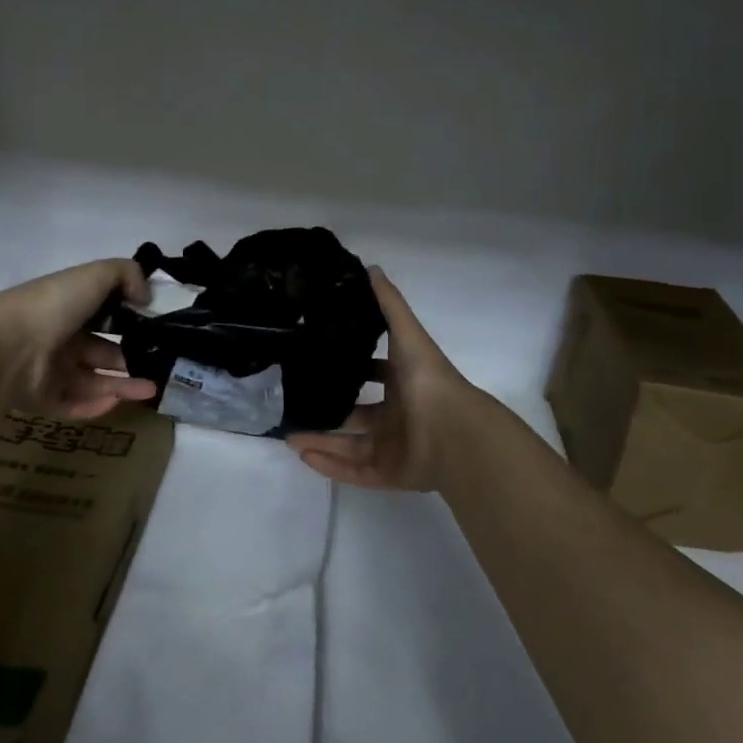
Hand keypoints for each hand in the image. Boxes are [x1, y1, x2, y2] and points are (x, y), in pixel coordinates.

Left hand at [0, 259, 159, 419]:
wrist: (6, 347)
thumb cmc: (53, 305)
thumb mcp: (95, 275)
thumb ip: (127, 275)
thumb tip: (146, 296)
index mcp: (67, 307)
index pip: (101, 313)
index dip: (127, 319)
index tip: (154, 329)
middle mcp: (58, 337)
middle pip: (100, 350)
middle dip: (129, 357)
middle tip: (158, 365)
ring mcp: (48, 370)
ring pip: (92, 380)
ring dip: (123, 385)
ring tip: (153, 390)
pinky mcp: (41, 399)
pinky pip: (73, 405)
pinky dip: (96, 406)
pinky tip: (119, 402)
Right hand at [287, 268, 485, 493]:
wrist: (454, 433)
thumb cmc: (428, 381)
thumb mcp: (407, 334)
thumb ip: (389, 304)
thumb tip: (371, 268)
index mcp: (405, 385)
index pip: (376, 376)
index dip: (354, 370)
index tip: (322, 363)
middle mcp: (398, 417)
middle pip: (358, 415)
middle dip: (329, 411)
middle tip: (296, 405)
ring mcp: (393, 448)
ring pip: (350, 446)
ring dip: (320, 440)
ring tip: (288, 435)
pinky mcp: (389, 474)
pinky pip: (354, 472)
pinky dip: (330, 466)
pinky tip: (303, 455)